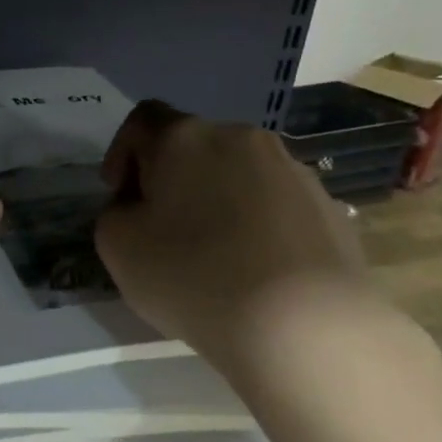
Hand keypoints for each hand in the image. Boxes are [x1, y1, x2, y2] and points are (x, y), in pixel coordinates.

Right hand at [96, 102, 377, 363]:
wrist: (301, 321)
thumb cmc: (192, 275)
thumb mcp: (117, 247)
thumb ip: (115, 213)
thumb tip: (139, 207)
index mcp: (184, 138)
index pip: (141, 120)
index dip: (121, 153)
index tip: (119, 196)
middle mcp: (240, 138)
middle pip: (192, 147)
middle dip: (170, 180)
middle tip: (160, 229)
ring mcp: (292, 169)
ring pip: (236, 175)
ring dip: (215, 201)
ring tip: (211, 255)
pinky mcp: (326, 206)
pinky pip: (273, 205)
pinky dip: (253, 226)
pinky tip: (251, 270)